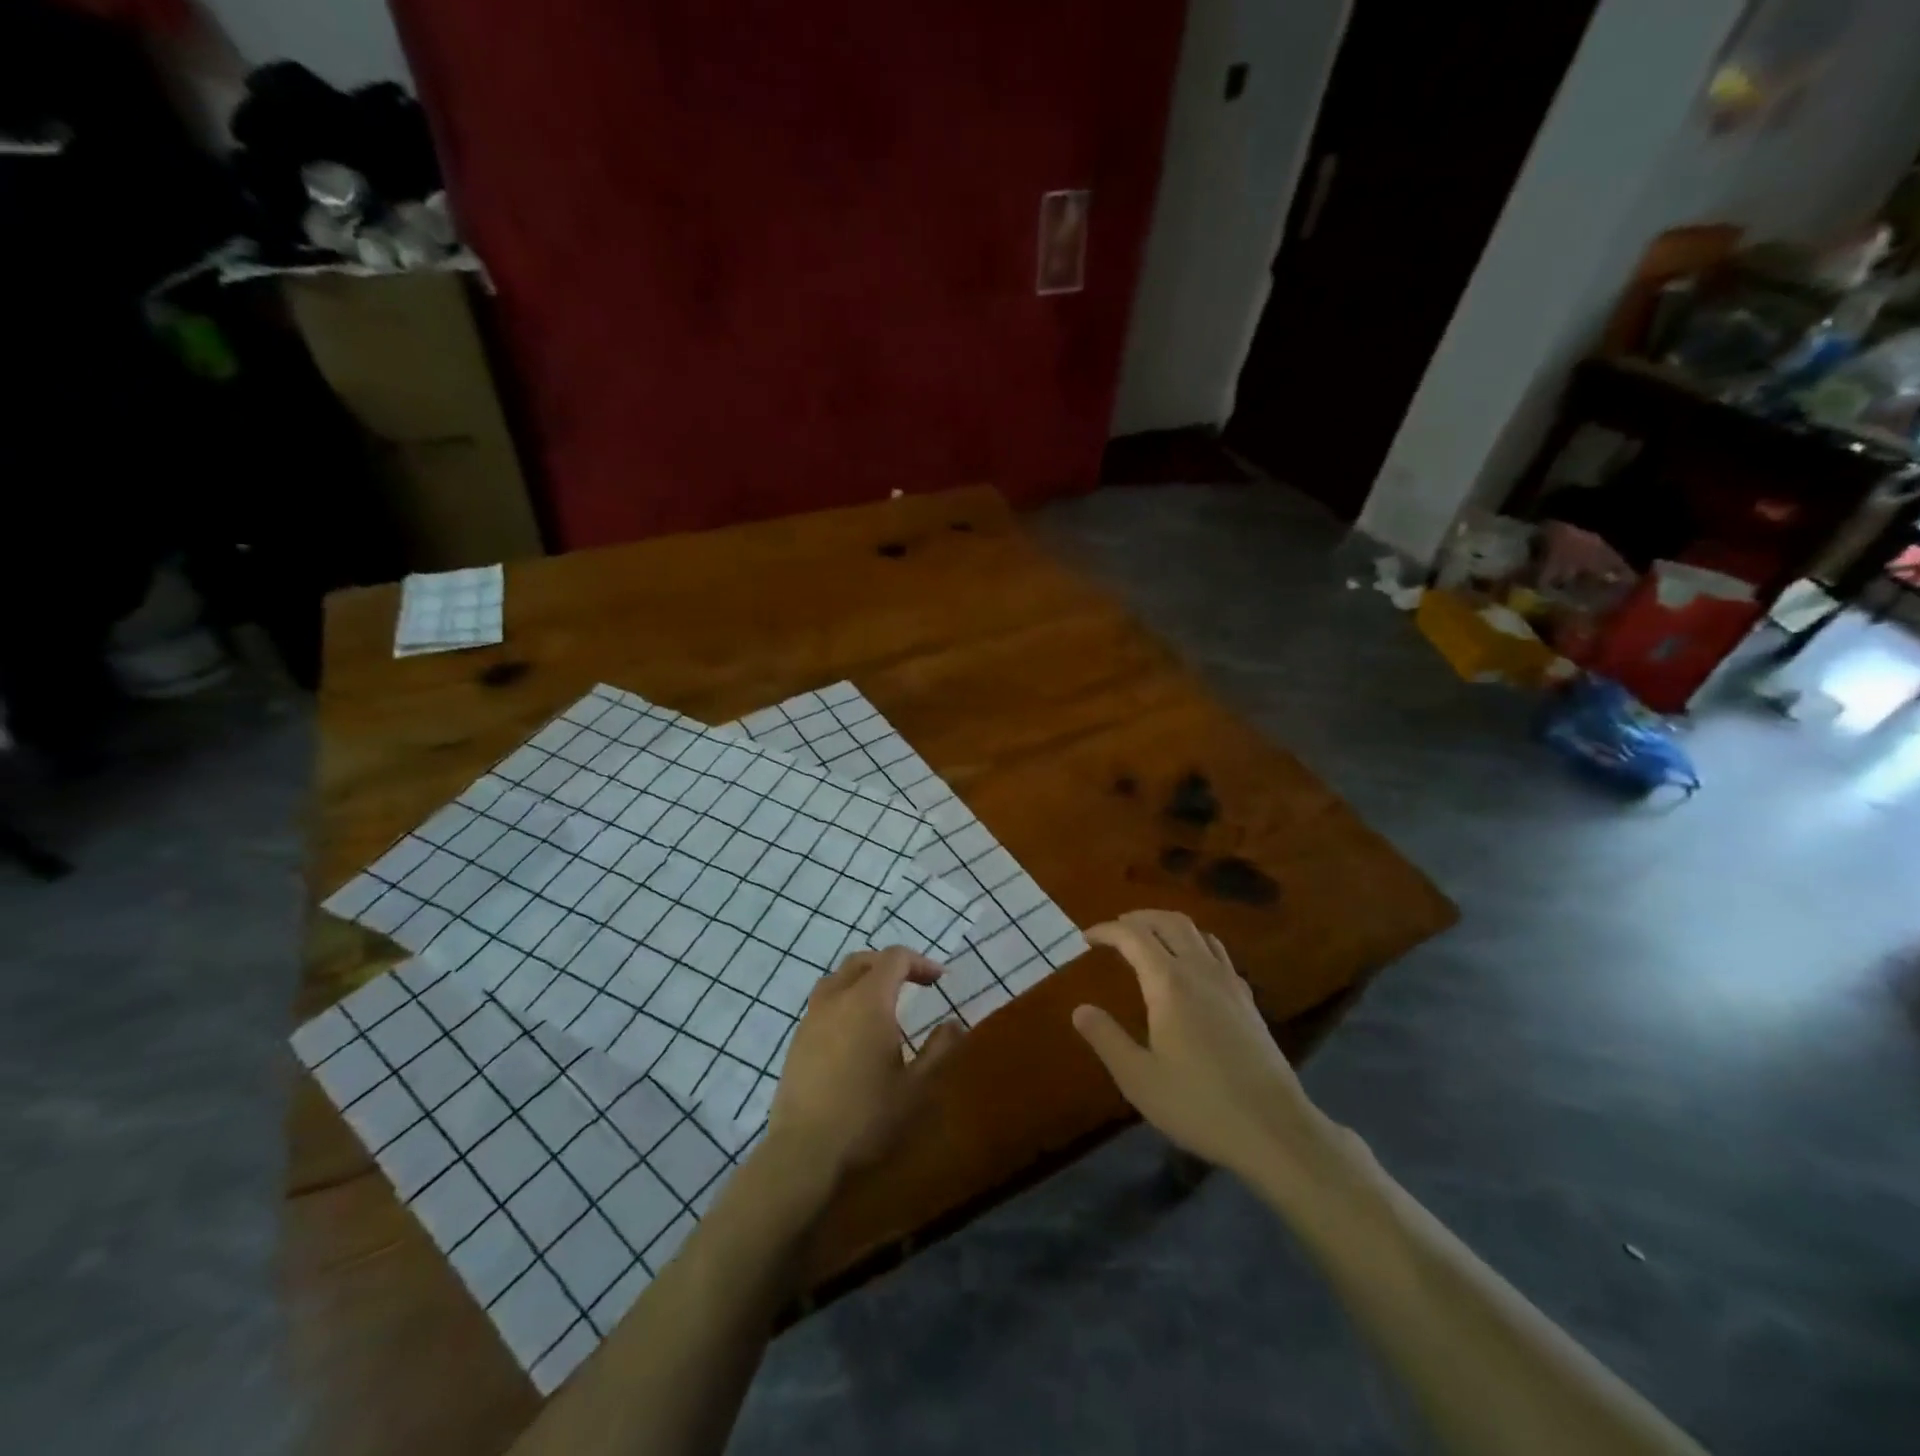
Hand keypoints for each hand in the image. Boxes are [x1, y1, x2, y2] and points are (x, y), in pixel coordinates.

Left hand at [766, 946, 964, 1182]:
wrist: (804, 1152)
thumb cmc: (867, 1116)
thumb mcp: (916, 1087)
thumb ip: (938, 1050)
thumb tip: (952, 1025)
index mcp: (869, 1001)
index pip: (894, 958)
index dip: (920, 962)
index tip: (939, 980)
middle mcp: (837, 998)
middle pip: (863, 961)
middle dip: (891, 964)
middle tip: (914, 983)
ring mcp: (812, 1017)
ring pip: (838, 977)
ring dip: (863, 978)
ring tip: (882, 1001)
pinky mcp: (797, 1038)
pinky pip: (823, 1001)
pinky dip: (844, 999)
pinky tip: (854, 1030)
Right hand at [1073, 910, 1337, 1183]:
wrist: (1274, 1129)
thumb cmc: (1199, 1104)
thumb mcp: (1139, 1078)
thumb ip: (1106, 1038)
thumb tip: (1080, 1009)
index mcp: (1168, 983)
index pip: (1133, 936)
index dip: (1107, 931)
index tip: (1087, 938)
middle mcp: (1200, 970)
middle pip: (1168, 922)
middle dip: (1138, 918)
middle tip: (1115, 930)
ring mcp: (1229, 982)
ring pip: (1197, 932)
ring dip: (1167, 925)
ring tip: (1149, 939)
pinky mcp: (1248, 1000)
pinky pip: (1217, 952)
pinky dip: (1194, 943)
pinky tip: (1190, 967)